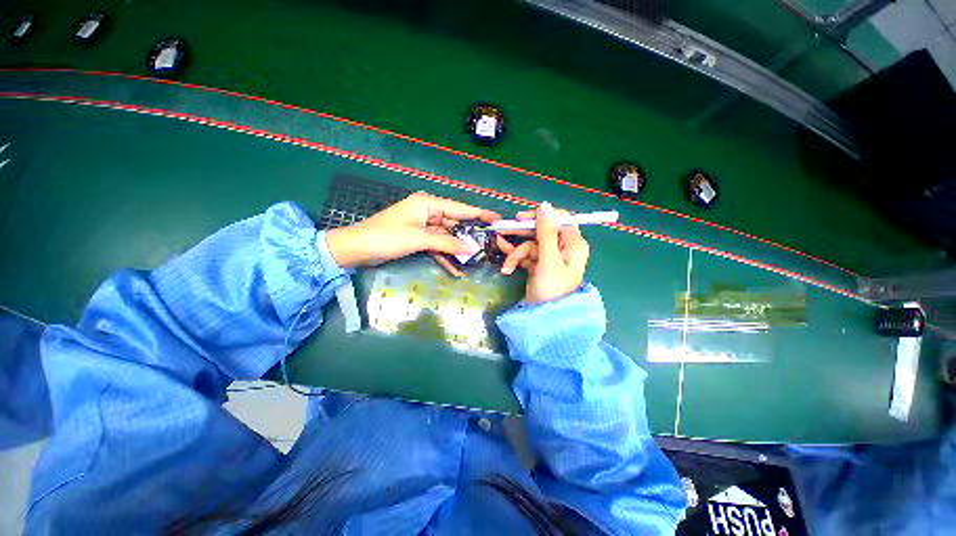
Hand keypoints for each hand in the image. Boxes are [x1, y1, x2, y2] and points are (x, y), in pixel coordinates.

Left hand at [325, 191, 499, 275]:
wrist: (355, 249)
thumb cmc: (386, 237)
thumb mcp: (419, 238)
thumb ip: (447, 242)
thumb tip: (471, 248)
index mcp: (428, 204)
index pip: (461, 208)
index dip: (480, 214)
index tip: (497, 220)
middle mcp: (428, 212)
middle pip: (455, 225)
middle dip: (470, 237)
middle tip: (489, 248)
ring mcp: (424, 227)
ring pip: (448, 238)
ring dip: (458, 250)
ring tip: (476, 262)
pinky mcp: (418, 239)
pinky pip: (437, 247)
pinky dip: (446, 257)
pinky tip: (457, 269)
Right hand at [495, 202, 589, 303]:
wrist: (546, 319)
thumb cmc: (552, 289)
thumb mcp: (548, 259)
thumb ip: (545, 232)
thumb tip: (544, 205)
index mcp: (572, 243)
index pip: (558, 219)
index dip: (540, 216)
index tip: (521, 218)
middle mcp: (562, 247)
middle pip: (540, 231)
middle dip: (521, 235)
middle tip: (502, 231)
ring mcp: (549, 257)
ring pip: (530, 244)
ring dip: (516, 253)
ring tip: (507, 265)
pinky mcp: (539, 265)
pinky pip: (526, 255)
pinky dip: (516, 260)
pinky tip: (506, 267)